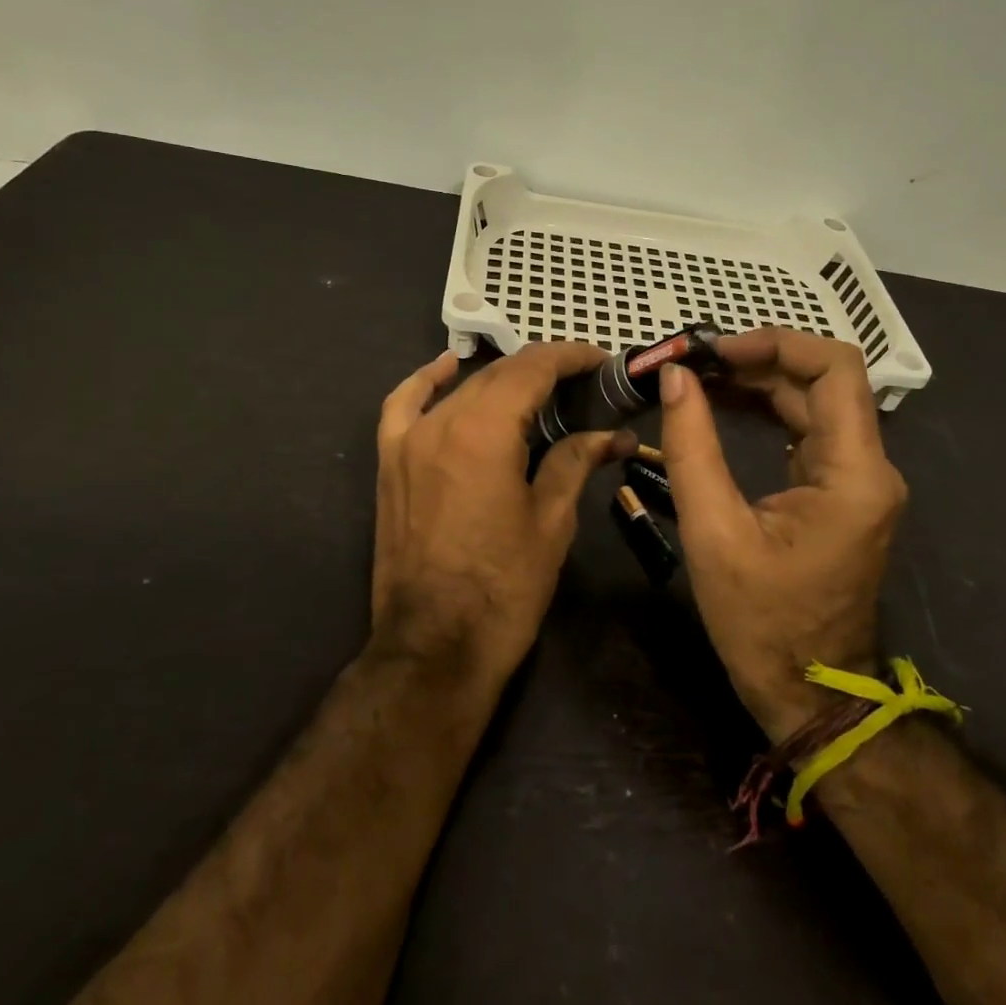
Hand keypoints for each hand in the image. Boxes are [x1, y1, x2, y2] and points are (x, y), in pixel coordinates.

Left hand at [372, 342, 635, 683]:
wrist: (434, 647)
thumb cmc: (503, 588)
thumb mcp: (551, 521)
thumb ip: (576, 461)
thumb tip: (614, 434)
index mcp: (485, 430)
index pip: (533, 368)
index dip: (571, 357)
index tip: (602, 362)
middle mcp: (442, 421)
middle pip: (499, 374)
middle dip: (545, 371)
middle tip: (584, 385)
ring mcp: (409, 440)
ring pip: (462, 389)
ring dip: (502, 380)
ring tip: (539, 390)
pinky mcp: (391, 463)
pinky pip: (404, 405)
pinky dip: (427, 381)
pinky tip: (448, 368)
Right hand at [658, 327, 907, 742]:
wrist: (808, 694)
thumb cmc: (761, 623)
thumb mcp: (714, 532)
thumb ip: (692, 446)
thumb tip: (675, 376)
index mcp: (853, 473)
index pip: (835, 369)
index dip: (777, 343)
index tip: (716, 351)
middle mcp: (869, 466)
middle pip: (823, 380)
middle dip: (758, 359)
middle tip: (693, 362)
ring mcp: (858, 480)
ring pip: (814, 401)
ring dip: (759, 381)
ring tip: (698, 376)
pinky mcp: (840, 492)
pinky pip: (807, 430)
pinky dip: (766, 408)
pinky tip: (723, 404)